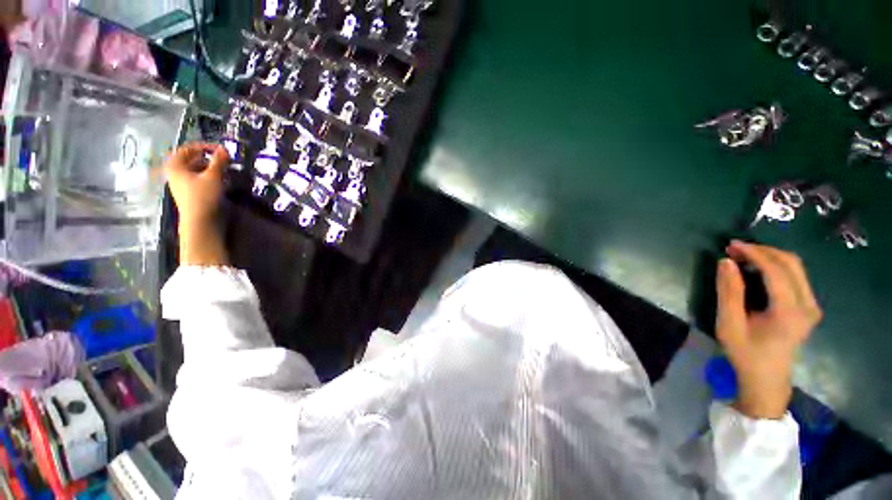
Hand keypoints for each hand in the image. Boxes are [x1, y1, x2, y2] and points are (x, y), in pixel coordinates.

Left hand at [164, 143, 229, 265]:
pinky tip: (220, 180)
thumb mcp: (213, 176)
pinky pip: (198, 179)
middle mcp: (175, 173)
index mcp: (175, 166)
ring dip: (209, 168)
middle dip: (207, 158)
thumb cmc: (203, 196)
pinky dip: (208, 176)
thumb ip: (219, 162)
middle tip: (223, 159)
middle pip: (191, 160)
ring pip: (195, 170)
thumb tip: (224, 149)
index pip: (187, 149)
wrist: (200, 222)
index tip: (220, 149)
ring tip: (224, 169)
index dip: (204, 146)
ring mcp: (182, 185)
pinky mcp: (190, 193)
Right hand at [715, 240, 821, 419]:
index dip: (754, 253)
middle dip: (763, 251)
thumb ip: (729, 292)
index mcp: (790, 311)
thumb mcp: (729, 324)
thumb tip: (725, 261)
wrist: (767, 379)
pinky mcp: (810, 307)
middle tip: (735, 249)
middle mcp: (808, 305)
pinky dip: (776, 266)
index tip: (730, 245)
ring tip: (744, 256)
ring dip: (770, 256)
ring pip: (796, 267)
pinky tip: (758, 269)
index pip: (776, 270)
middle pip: (791, 263)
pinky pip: (796, 276)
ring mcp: (812, 306)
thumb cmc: (745, 353)